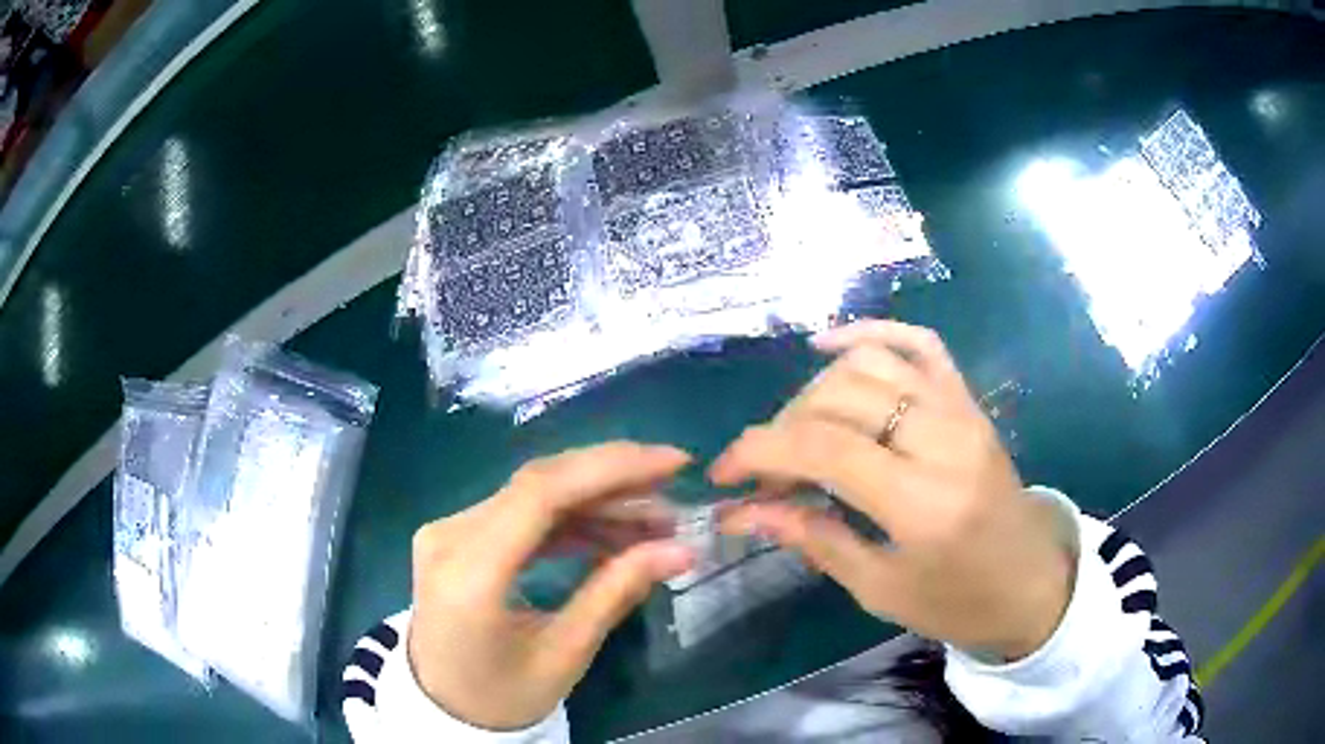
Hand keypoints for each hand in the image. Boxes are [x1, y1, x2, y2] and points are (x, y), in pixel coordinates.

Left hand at [408, 443, 695, 729]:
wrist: (443, 708)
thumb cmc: (502, 696)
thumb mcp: (565, 654)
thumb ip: (616, 592)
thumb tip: (681, 550)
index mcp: (470, 574)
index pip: (541, 494)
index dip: (611, 468)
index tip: (673, 463)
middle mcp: (449, 537)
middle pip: (537, 484)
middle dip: (612, 477)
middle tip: (672, 486)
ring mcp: (447, 532)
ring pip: (531, 494)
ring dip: (595, 499)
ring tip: (653, 519)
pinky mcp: (456, 537)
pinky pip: (518, 513)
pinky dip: (568, 517)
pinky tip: (611, 530)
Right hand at [713, 321, 1072, 659]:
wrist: (1031, 581)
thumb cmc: (958, 602)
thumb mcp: (880, 588)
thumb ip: (815, 539)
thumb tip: (745, 510)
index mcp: (922, 501)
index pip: (823, 448)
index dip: (759, 452)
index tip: (723, 474)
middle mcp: (942, 439)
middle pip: (839, 398)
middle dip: (781, 428)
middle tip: (762, 471)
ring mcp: (960, 410)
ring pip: (868, 363)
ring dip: (815, 390)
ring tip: (796, 429)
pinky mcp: (968, 399)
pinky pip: (918, 343)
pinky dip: (870, 333)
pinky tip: (828, 345)